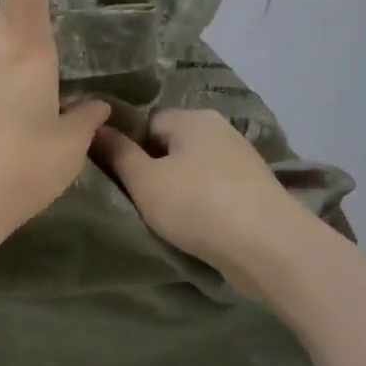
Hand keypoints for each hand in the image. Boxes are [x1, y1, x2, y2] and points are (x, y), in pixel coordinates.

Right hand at [93, 109, 298, 272]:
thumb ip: (117, 153)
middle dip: (153, 171)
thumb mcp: (145, 181)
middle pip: (170, 145)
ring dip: (178, 190)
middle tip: (137, 201)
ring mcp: (240, 159)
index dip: (127, 149)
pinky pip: (213, 189)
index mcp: (192, 117)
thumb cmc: (199, 205)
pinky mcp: (253, 189)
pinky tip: (195, 226)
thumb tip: (94, 126)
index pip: (146, 123)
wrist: (270, 247)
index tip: (118, 180)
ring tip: (166, 219)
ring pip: (192, 170)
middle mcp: (219, 129)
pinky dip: (201, 204)